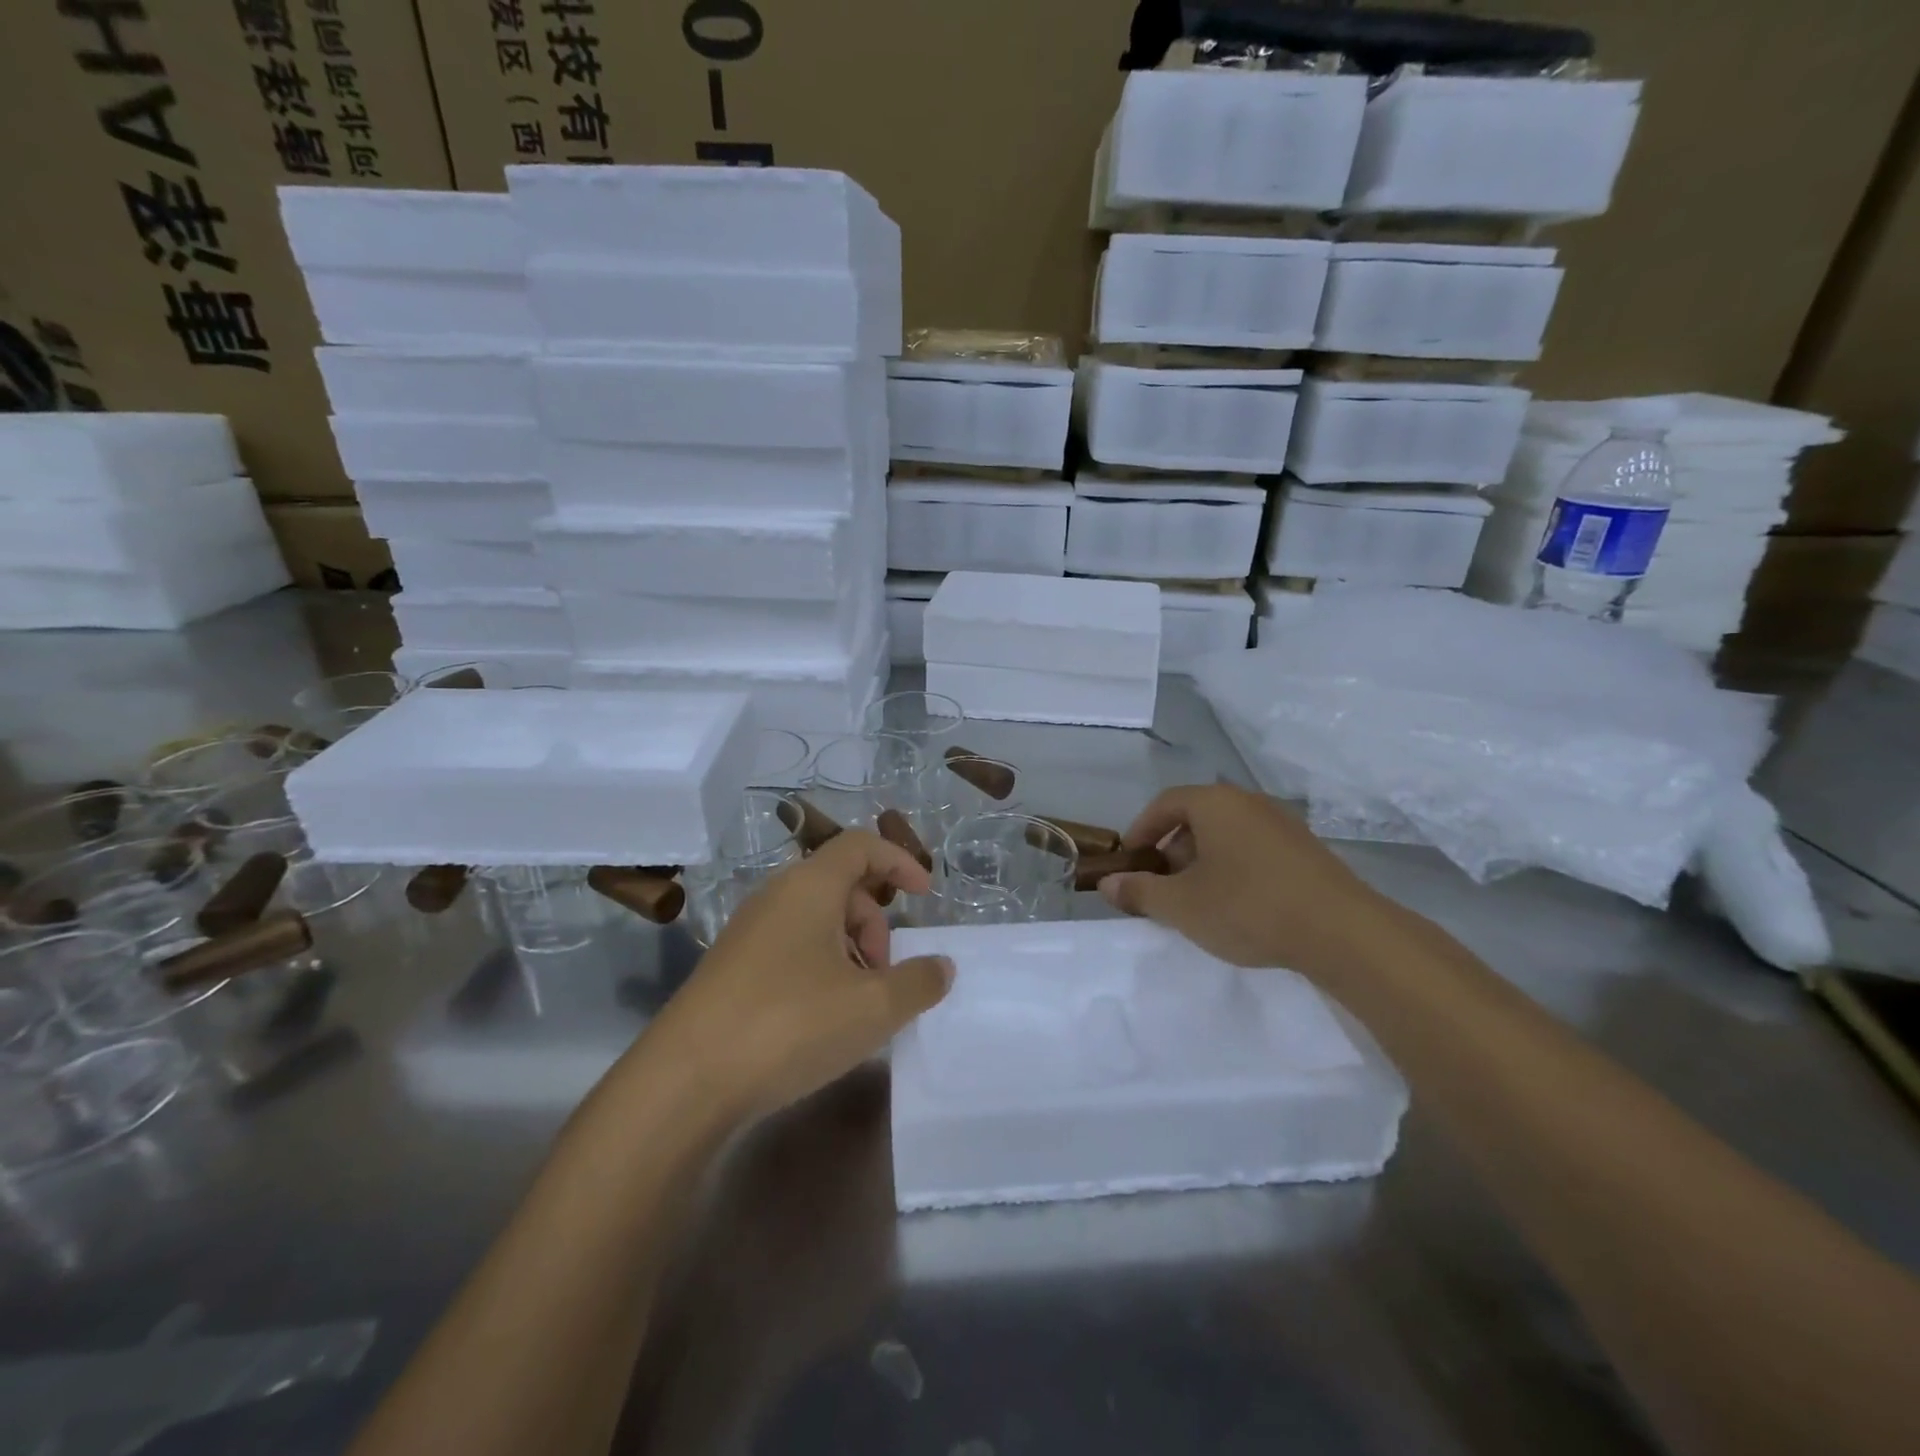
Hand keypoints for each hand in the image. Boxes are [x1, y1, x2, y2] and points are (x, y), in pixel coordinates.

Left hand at [640, 831, 953, 1124]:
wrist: (684, 1081)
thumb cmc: (790, 1025)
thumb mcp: (872, 1008)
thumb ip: (918, 982)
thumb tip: (941, 966)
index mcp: (810, 886)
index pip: (860, 845)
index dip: (899, 861)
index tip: (925, 897)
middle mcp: (775, 896)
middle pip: (841, 885)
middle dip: (875, 923)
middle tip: (885, 975)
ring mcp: (747, 932)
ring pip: (815, 919)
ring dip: (849, 949)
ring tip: (857, 1004)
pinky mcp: (730, 967)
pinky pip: (789, 946)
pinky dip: (819, 967)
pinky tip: (821, 1018)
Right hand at [1098, 783, 1395, 975]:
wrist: (1343, 932)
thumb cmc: (1248, 907)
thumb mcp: (1182, 905)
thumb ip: (1139, 892)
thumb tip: (1107, 883)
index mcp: (1215, 803)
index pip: (1165, 803)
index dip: (1141, 830)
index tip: (1129, 861)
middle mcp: (1248, 802)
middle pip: (1196, 816)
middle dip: (1171, 849)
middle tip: (1161, 886)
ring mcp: (1282, 823)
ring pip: (1226, 833)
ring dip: (1202, 860)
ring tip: (1197, 899)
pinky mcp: (1306, 849)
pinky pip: (1254, 848)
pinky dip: (1233, 867)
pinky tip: (1237, 904)